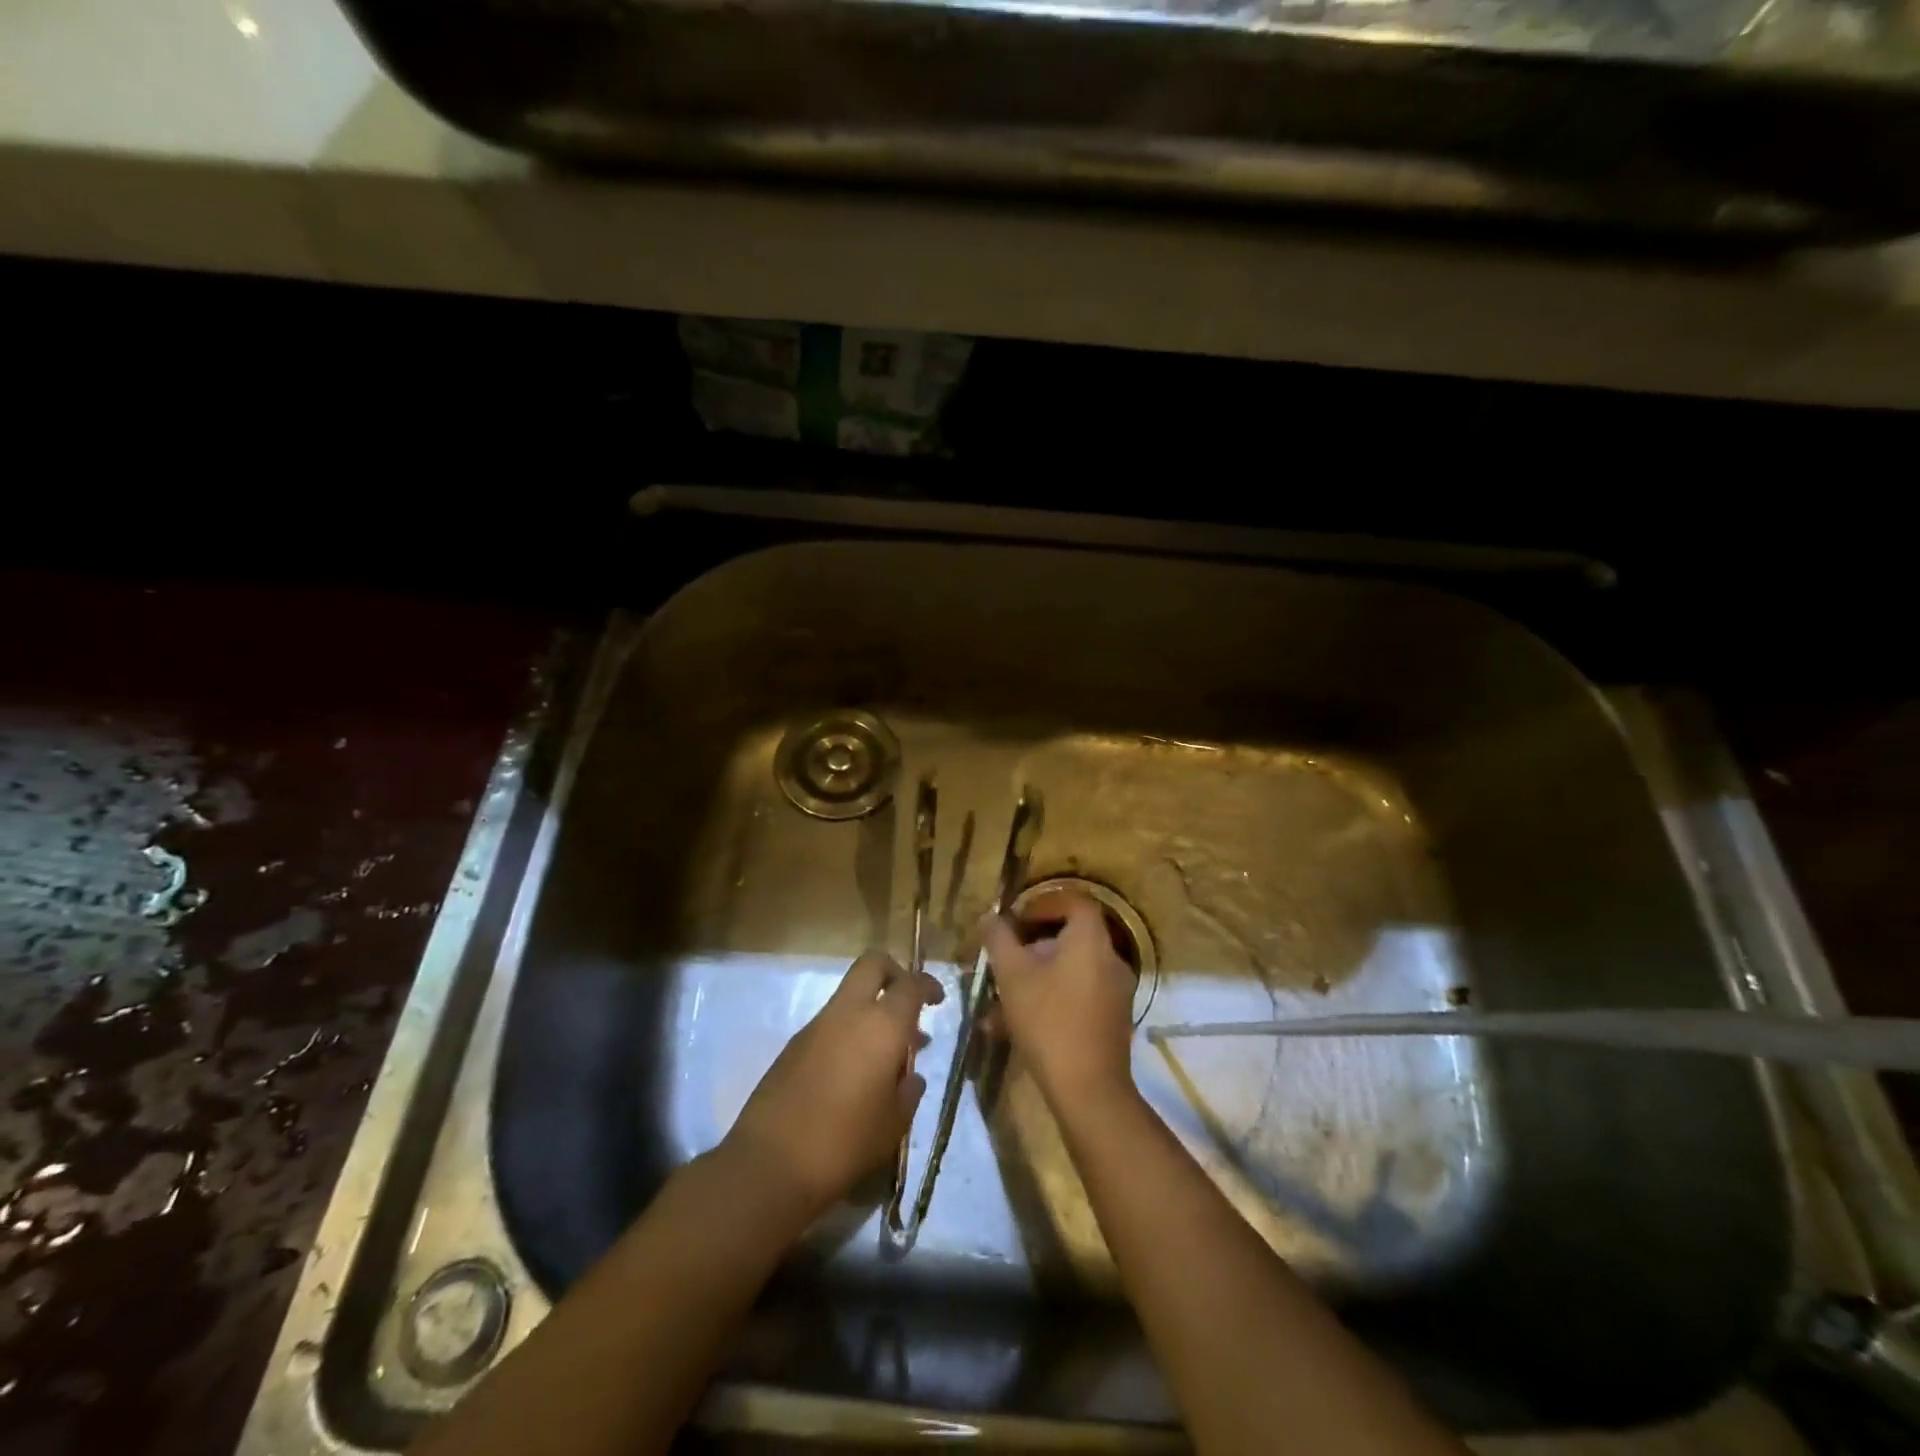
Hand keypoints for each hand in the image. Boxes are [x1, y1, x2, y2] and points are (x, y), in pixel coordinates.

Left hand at [723, 950, 942, 1219]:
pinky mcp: (793, 1045)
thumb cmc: (844, 1143)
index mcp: (882, 1025)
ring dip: (870, 1008)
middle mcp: (848, 1013)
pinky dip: (848, 1031)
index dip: (928, 985)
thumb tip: (911, 1076)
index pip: (910, 984)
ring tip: (886, 1054)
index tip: (937, 1000)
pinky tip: (854, 1072)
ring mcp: (816, 1026)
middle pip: (872, 964)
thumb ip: (908, 1092)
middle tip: (907, 1003)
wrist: (770, 1164)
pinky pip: (830, 1022)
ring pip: (849, 994)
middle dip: (894, 973)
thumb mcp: (892, 1125)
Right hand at [980, 890, 1137, 1110]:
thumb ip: (999, 940)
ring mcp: (1114, 992)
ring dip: (1033, 979)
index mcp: (1091, 940)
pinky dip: (1048, 1001)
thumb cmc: (1048, 1021)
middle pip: (1069, 937)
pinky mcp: (1111, 1021)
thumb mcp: (1013, 976)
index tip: (1015, 920)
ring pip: (1068, 971)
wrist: (1088, 1090)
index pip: (1074, 902)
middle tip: (1003, 960)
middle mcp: (1109, 960)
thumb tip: (990, 917)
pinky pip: (1076, 996)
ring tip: (997, 1002)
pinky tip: (1012, 1028)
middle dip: (1031, 947)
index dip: (1043, 904)